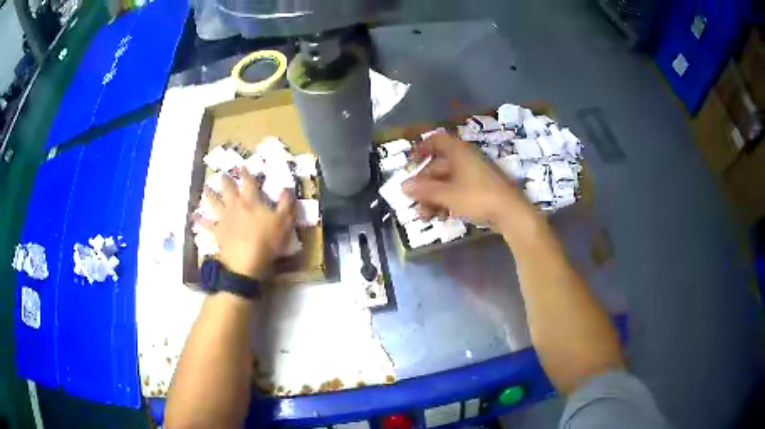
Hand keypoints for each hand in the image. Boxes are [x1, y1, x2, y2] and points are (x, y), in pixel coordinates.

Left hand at [197, 168, 295, 278]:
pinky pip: (207, 226)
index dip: (246, 174)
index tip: (242, 166)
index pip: (248, 183)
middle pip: (228, 189)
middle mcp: (235, 206)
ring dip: (209, 195)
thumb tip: (287, 187)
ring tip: (205, 188)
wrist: (247, 262)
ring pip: (214, 203)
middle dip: (225, 180)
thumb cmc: (268, 241)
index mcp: (251, 201)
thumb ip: (286, 203)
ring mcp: (224, 219)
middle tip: (222, 174)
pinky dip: (200, 221)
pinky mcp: (217, 233)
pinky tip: (195, 217)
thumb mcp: (284, 221)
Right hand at [402, 134, 533, 232]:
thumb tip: (403, 186)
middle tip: (413, 199)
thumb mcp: (447, 194)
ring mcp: (475, 173)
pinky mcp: (481, 188)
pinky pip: (459, 189)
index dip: (421, 148)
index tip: (410, 162)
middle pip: (439, 165)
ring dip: (433, 196)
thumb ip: (425, 190)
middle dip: (424, 183)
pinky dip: (447, 200)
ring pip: (448, 180)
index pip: (436, 140)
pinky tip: (441, 216)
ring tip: (425, 214)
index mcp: (458, 152)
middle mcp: (466, 159)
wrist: (511, 212)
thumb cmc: (478, 197)